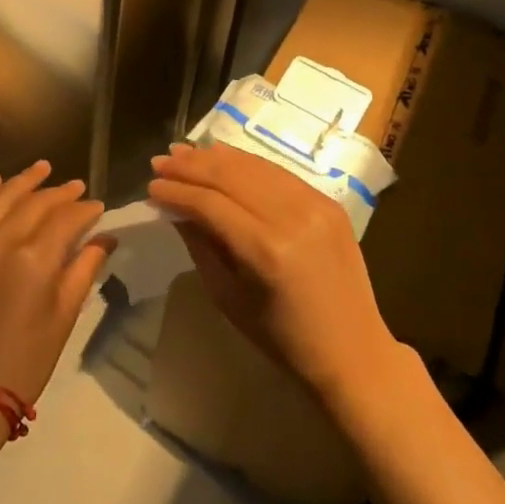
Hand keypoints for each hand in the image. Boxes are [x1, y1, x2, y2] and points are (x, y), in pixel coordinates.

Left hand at [0, 161, 111, 406]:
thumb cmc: (25, 361)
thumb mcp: (64, 316)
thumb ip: (84, 269)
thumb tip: (104, 238)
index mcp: (34, 260)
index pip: (66, 219)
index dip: (85, 210)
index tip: (97, 207)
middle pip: (35, 203)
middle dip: (60, 193)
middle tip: (76, 186)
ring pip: (0, 198)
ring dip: (23, 181)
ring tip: (43, 168)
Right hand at [148, 142, 400, 401]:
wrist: (353, 351)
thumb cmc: (283, 338)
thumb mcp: (228, 297)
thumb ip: (200, 245)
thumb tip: (174, 208)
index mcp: (266, 251)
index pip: (210, 204)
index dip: (177, 191)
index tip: (151, 186)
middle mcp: (292, 217)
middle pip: (230, 176)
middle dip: (190, 165)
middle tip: (161, 160)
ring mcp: (314, 204)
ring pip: (253, 166)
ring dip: (215, 157)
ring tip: (184, 152)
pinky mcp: (328, 201)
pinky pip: (277, 172)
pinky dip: (246, 163)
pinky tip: (222, 157)